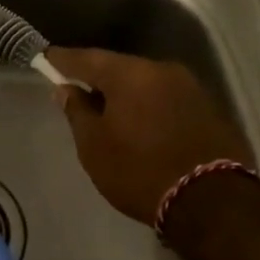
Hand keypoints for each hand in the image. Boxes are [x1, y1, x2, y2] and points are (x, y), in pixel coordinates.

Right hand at [43, 48, 252, 224]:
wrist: (213, 201)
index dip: (63, 59)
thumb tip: (66, 89)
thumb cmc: (140, 172)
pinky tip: (143, 123)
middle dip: (98, 77)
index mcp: (130, 74)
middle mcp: (162, 70)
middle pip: (121, 68)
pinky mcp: (210, 108)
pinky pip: (168, 99)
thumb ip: (78, 112)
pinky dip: (151, 106)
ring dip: (128, 93)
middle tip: (78, 88)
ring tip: (111, 110)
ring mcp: (191, 87)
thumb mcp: (95, 148)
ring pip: (147, 83)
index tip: (46, 58)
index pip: (87, 58)